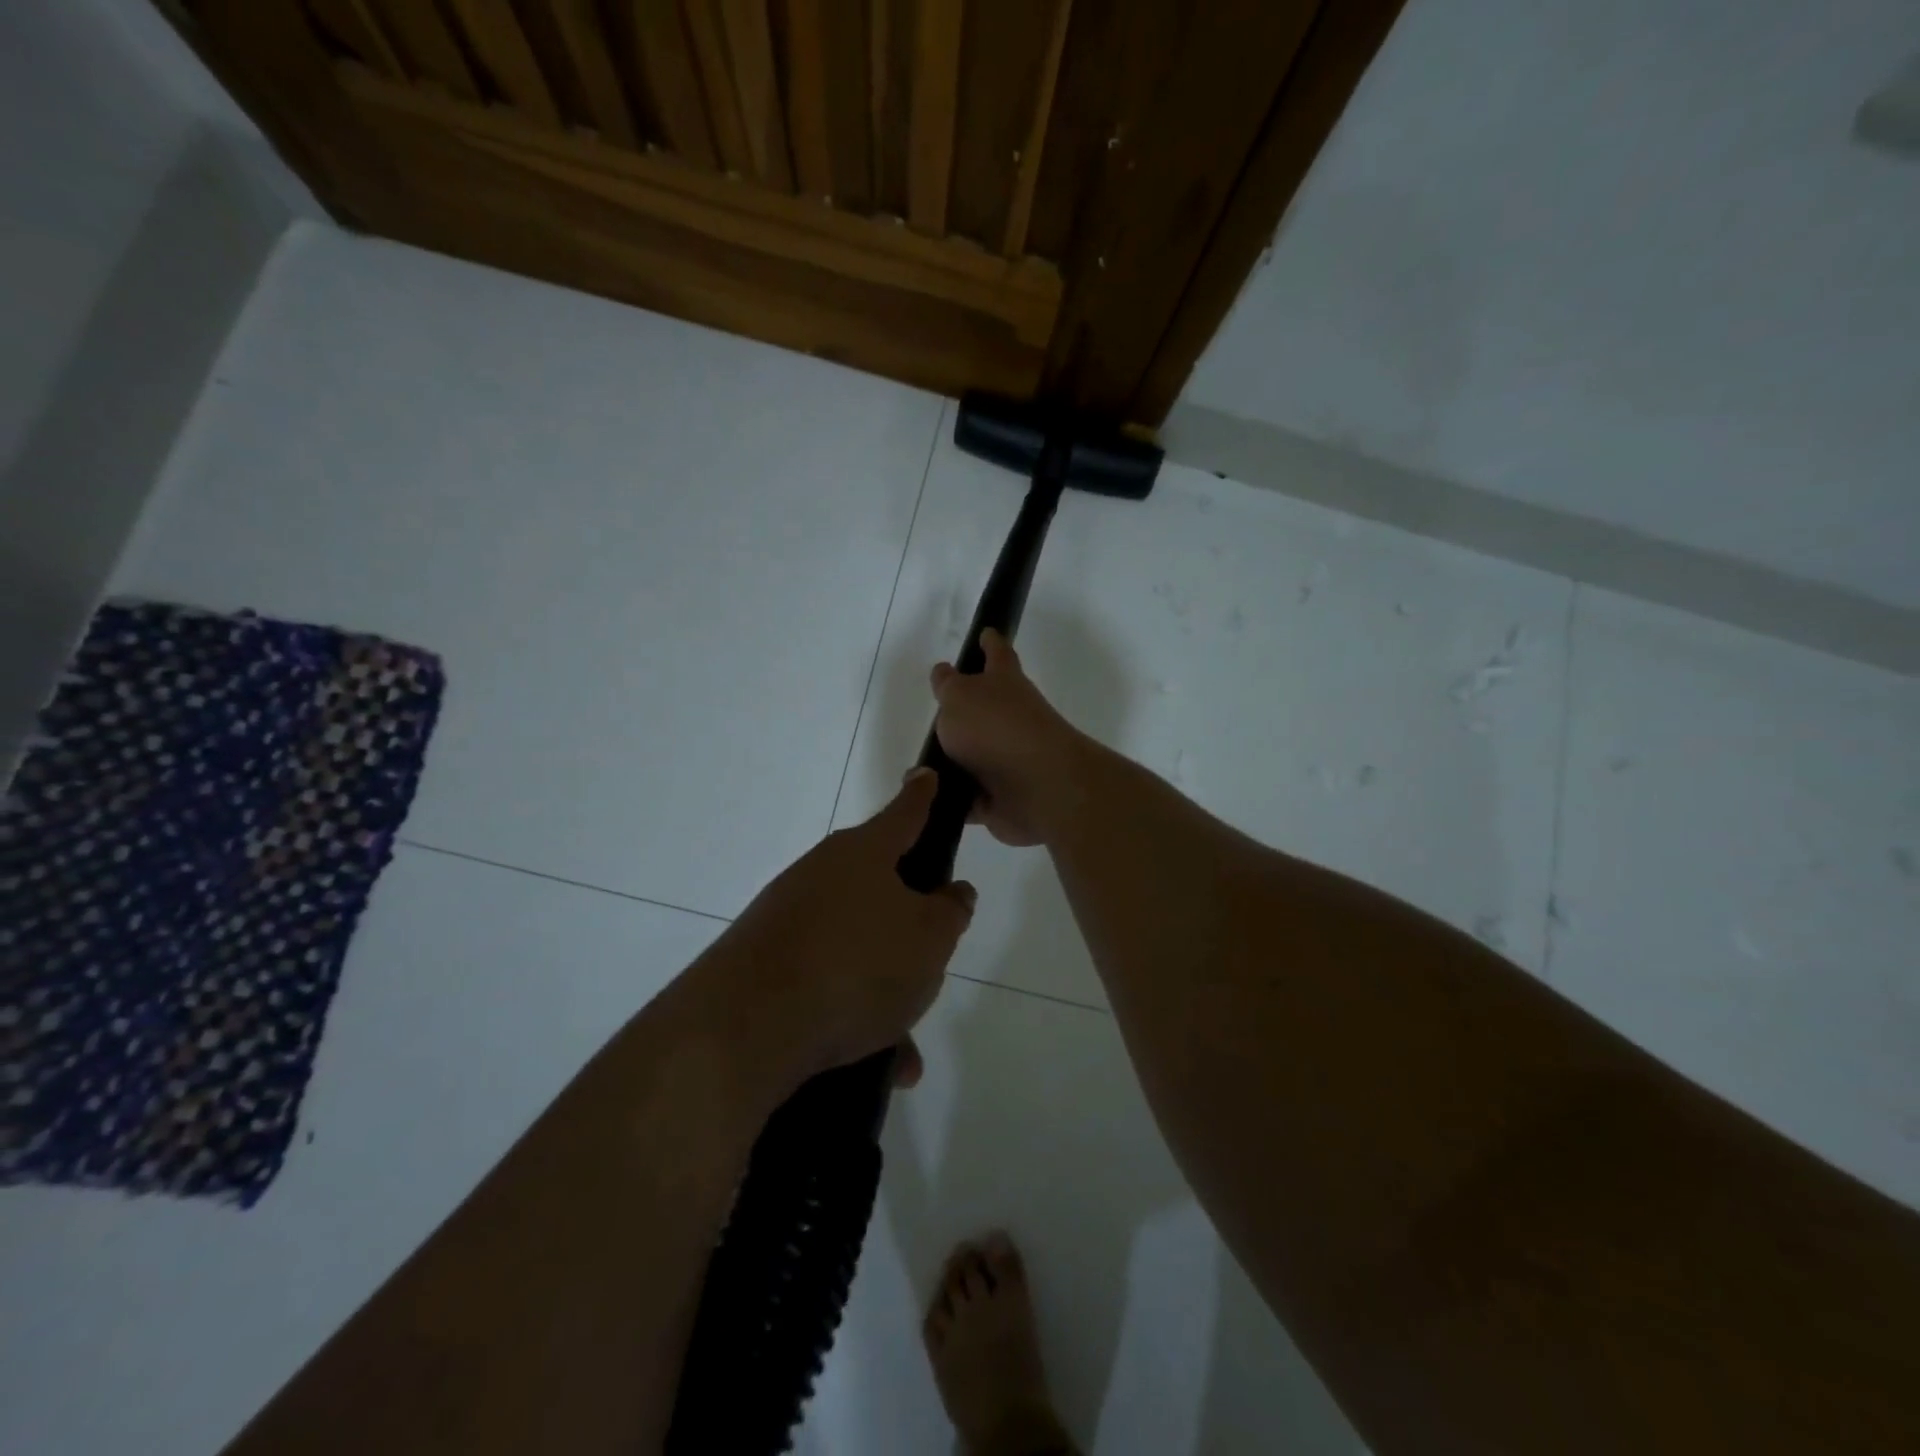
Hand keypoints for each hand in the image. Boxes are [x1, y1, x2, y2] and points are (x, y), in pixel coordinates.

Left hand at [701, 771, 976, 1093]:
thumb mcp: (929, 939)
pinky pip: (825, 982)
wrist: (746, 1027)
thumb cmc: (856, 965)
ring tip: (904, 1042)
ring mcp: (787, 917)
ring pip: (855, 946)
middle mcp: (821, 874)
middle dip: (907, 924)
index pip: (905, 813)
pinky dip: (852, 1014)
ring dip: (883, 988)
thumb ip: (949, 912)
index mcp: (863, 853)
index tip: (926, 776)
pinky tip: (877, 1062)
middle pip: (878, 887)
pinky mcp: (763, 961)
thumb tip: (951, 893)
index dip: (923, 796)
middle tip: (928, 958)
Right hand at [931, 630, 1087, 847]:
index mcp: (1004, 683)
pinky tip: (928, 799)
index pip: (997, 653)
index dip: (989, 642)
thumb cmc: (996, 728)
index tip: (986, 632)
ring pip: (973, 756)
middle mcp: (1009, 718)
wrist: (1038, 787)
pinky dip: (951, 799)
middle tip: (936, 713)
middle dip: (964, 711)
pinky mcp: (1000, 797)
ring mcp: (1007, 759)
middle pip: (984, 709)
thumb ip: (948, 685)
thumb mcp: (959, 696)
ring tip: (921, 766)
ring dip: (951, 762)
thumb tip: (944, 673)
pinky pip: (968, 797)